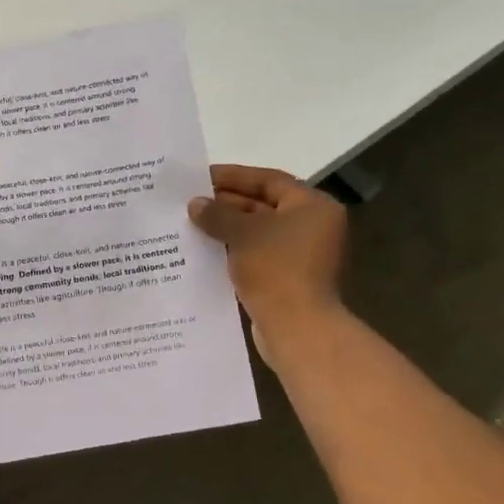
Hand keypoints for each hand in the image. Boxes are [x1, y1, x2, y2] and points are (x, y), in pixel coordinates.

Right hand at [188, 164, 347, 360]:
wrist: (297, 327)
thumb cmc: (276, 269)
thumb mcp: (242, 233)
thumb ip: (217, 214)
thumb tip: (195, 203)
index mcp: (312, 207)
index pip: (269, 180)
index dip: (234, 176)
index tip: (201, 176)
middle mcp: (312, 227)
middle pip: (263, 206)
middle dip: (226, 204)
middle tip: (191, 201)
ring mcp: (301, 255)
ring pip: (257, 233)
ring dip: (226, 228)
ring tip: (191, 223)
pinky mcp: (287, 279)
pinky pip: (256, 255)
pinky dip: (233, 250)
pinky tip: (204, 250)